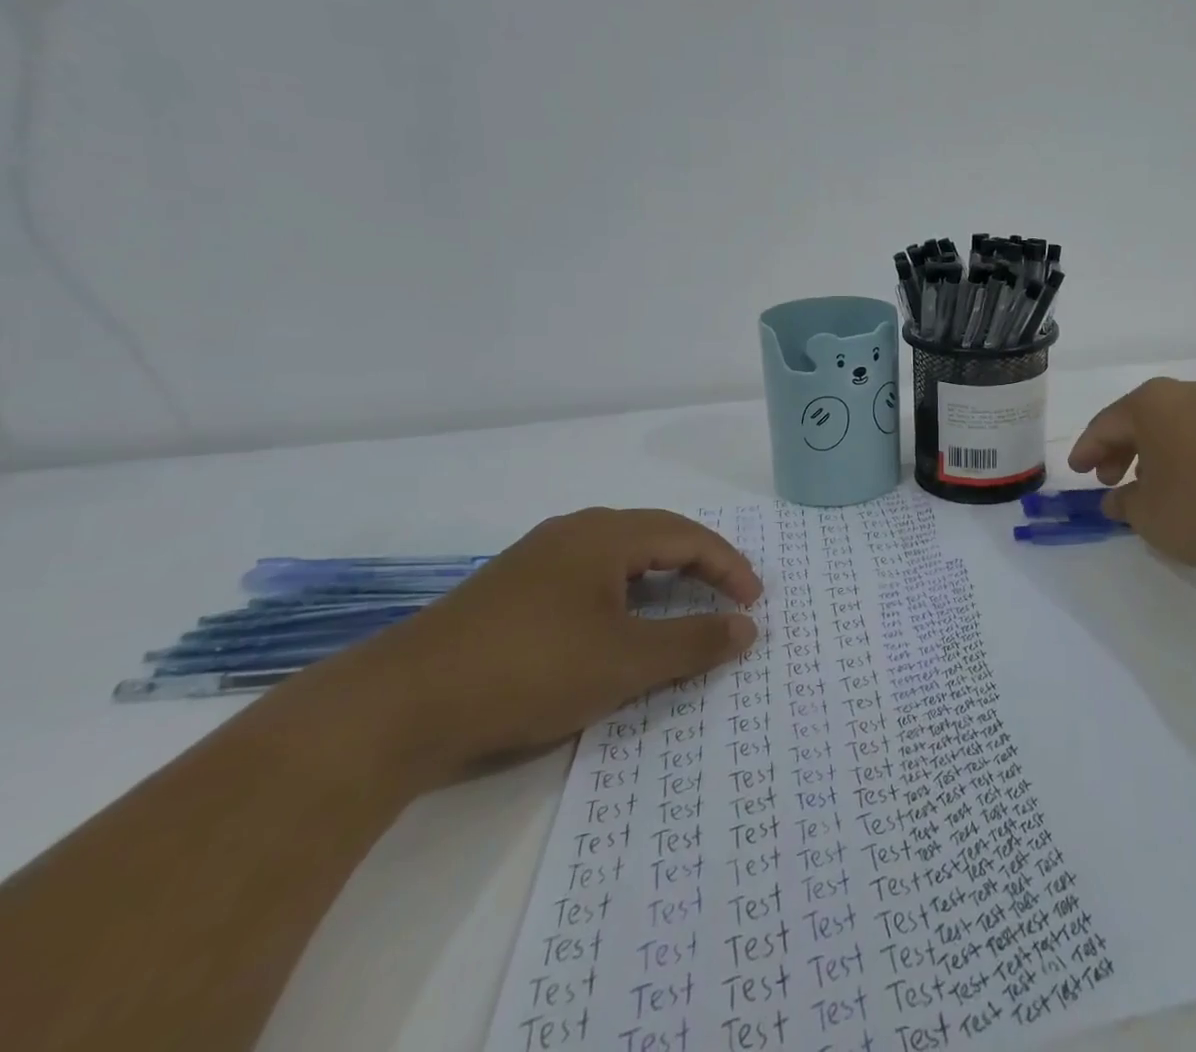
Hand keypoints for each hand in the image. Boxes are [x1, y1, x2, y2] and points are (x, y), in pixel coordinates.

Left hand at [303, 508, 760, 785]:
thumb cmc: (529, 670)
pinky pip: (591, 574)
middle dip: (701, 565)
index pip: (689, 537)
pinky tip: (619, 622)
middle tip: (729, 599)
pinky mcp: (512, 588)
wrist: (396, 707)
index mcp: (606, 535)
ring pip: (622, 555)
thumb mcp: (625, 662)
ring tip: (684, 607)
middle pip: (658, 536)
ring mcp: (539, 558)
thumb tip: (748, 628)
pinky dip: (625, 592)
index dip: (730, 566)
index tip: (754, 603)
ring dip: (663, 577)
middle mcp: (575, 532)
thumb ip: (693, 642)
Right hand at [1067, 378, 1195, 579]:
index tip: (1076, 471)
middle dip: (1119, 450)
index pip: (1105, 424)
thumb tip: (1116, 500)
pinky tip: (1182, 486)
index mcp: (1150, 403)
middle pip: (1139, 420)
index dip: (1087, 450)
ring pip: (1171, 428)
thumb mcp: (1145, 513)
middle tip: (1108, 480)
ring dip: (1151, 454)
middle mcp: (1184, 395)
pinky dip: (1180, 457)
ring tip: (1145, 487)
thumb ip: (1123, 503)